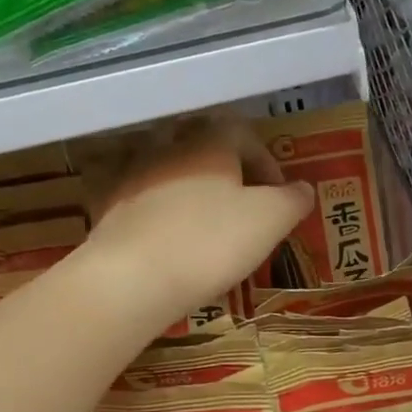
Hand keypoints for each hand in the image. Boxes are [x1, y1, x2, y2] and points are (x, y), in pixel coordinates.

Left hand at [82, 117, 313, 325]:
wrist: (132, 278)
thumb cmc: (211, 242)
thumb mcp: (271, 220)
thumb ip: (292, 200)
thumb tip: (303, 188)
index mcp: (209, 143)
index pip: (242, 133)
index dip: (266, 161)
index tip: (278, 193)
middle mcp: (168, 149)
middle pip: (203, 149)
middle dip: (226, 173)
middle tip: (243, 205)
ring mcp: (132, 178)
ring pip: (170, 174)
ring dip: (192, 193)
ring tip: (208, 228)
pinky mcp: (108, 210)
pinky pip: (143, 203)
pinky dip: (162, 217)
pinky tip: (172, 245)